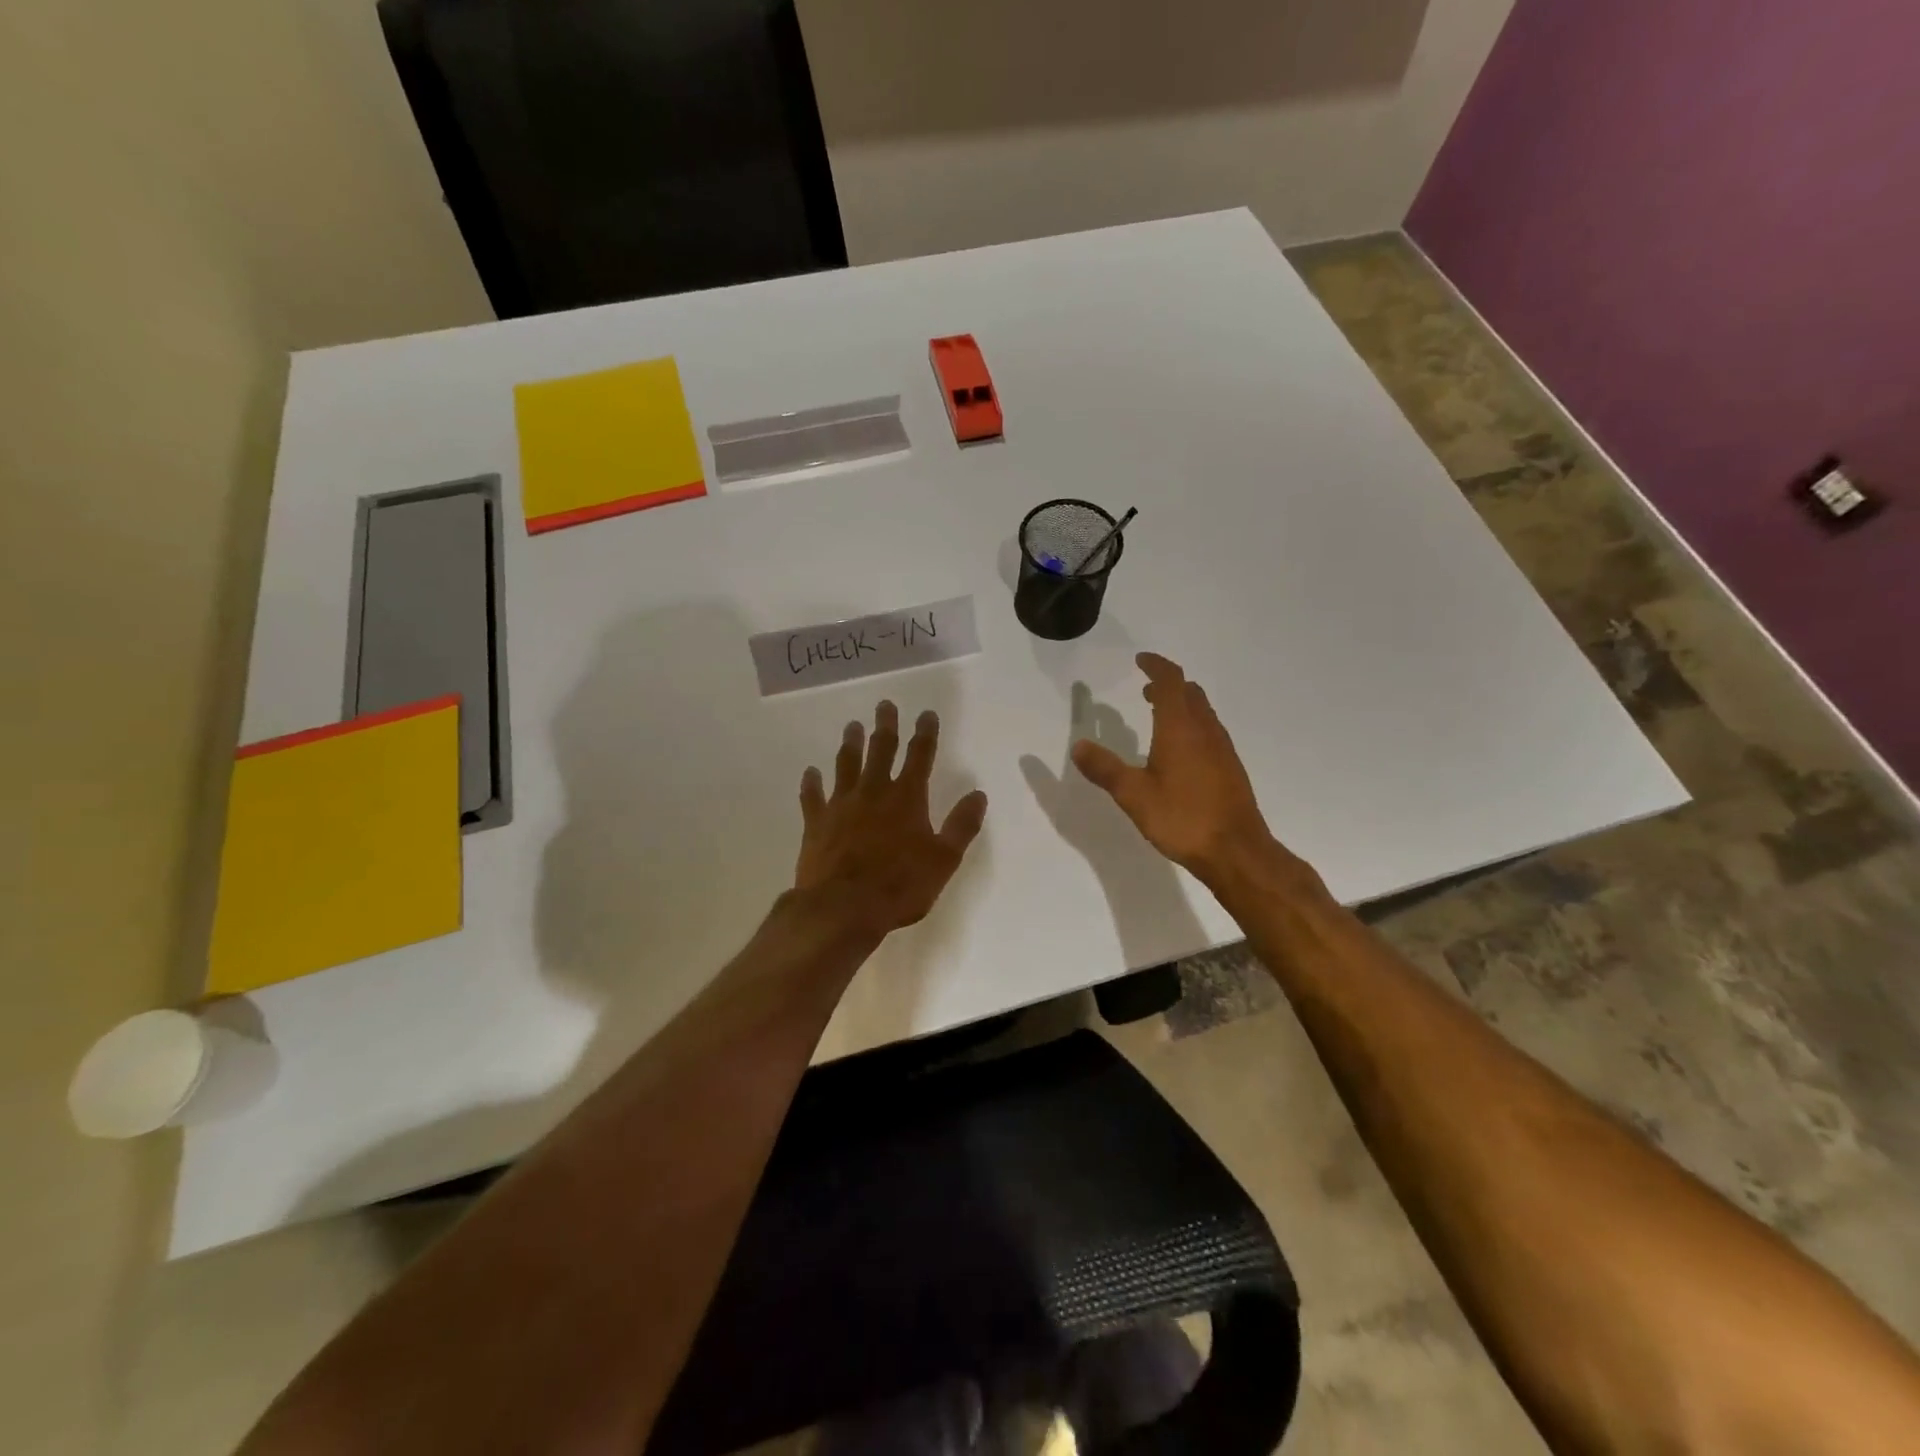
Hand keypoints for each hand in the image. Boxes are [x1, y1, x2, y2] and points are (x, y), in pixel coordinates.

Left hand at [796, 701, 988, 939]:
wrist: (843, 907)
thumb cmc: (900, 885)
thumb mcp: (944, 859)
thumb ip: (961, 825)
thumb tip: (978, 794)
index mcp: (907, 798)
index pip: (919, 756)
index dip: (925, 733)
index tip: (926, 714)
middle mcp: (874, 792)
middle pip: (880, 750)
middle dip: (885, 726)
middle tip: (884, 705)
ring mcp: (841, 805)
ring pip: (846, 765)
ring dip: (851, 744)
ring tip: (852, 726)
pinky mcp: (817, 823)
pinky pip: (812, 796)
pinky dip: (811, 782)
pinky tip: (810, 772)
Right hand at [1070, 653, 1290, 886]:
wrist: (1236, 851)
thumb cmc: (1183, 818)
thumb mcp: (1133, 795)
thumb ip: (1105, 769)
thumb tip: (1079, 745)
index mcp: (1180, 728)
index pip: (1171, 682)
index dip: (1156, 666)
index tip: (1141, 660)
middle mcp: (1205, 731)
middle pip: (1190, 693)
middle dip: (1168, 685)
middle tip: (1146, 690)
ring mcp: (1222, 749)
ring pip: (1203, 712)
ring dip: (1181, 705)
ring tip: (1158, 716)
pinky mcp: (1230, 768)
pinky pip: (1210, 732)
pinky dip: (1192, 726)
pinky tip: (1179, 753)